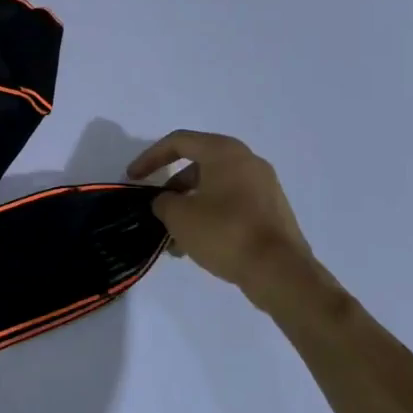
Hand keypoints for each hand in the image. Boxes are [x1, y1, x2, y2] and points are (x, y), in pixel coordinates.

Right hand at [127, 131, 312, 293]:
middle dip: (171, 188)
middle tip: (156, 209)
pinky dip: (209, 217)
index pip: (178, 142)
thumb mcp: (178, 216)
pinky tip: (196, 246)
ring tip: (173, 239)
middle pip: (198, 165)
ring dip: (189, 207)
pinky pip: (231, 205)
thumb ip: (163, 202)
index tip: (133, 178)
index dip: (150, 157)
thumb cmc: (224, 232)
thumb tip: (167, 202)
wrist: (280, 271)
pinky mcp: (271, 211)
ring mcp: (264, 187)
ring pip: (214, 189)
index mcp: (225, 152)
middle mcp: (247, 162)